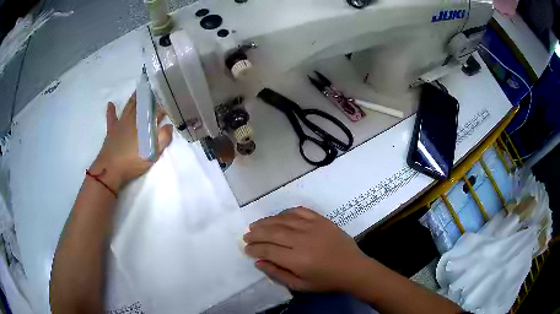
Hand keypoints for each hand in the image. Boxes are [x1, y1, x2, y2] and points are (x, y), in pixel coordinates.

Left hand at [90, 93, 172, 190]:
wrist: (110, 170)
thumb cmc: (132, 163)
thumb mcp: (152, 155)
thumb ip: (162, 140)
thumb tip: (169, 126)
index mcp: (143, 126)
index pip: (156, 113)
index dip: (163, 107)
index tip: (169, 101)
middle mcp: (133, 121)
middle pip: (142, 106)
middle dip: (149, 97)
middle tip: (154, 88)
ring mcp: (121, 124)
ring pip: (128, 107)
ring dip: (134, 98)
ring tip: (139, 90)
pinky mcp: (111, 130)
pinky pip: (111, 117)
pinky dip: (111, 110)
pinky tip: (110, 104)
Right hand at [244, 207, 370, 291]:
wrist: (353, 268)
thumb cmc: (326, 281)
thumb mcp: (300, 285)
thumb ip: (278, 274)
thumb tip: (258, 262)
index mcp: (297, 260)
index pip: (268, 250)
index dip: (254, 248)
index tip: (246, 248)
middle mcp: (303, 240)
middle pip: (272, 232)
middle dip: (256, 233)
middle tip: (246, 235)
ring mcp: (313, 227)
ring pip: (283, 220)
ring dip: (266, 221)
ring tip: (255, 225)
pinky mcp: (322, 220)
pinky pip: (300, 211)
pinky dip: (286, 212)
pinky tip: (278, 217)